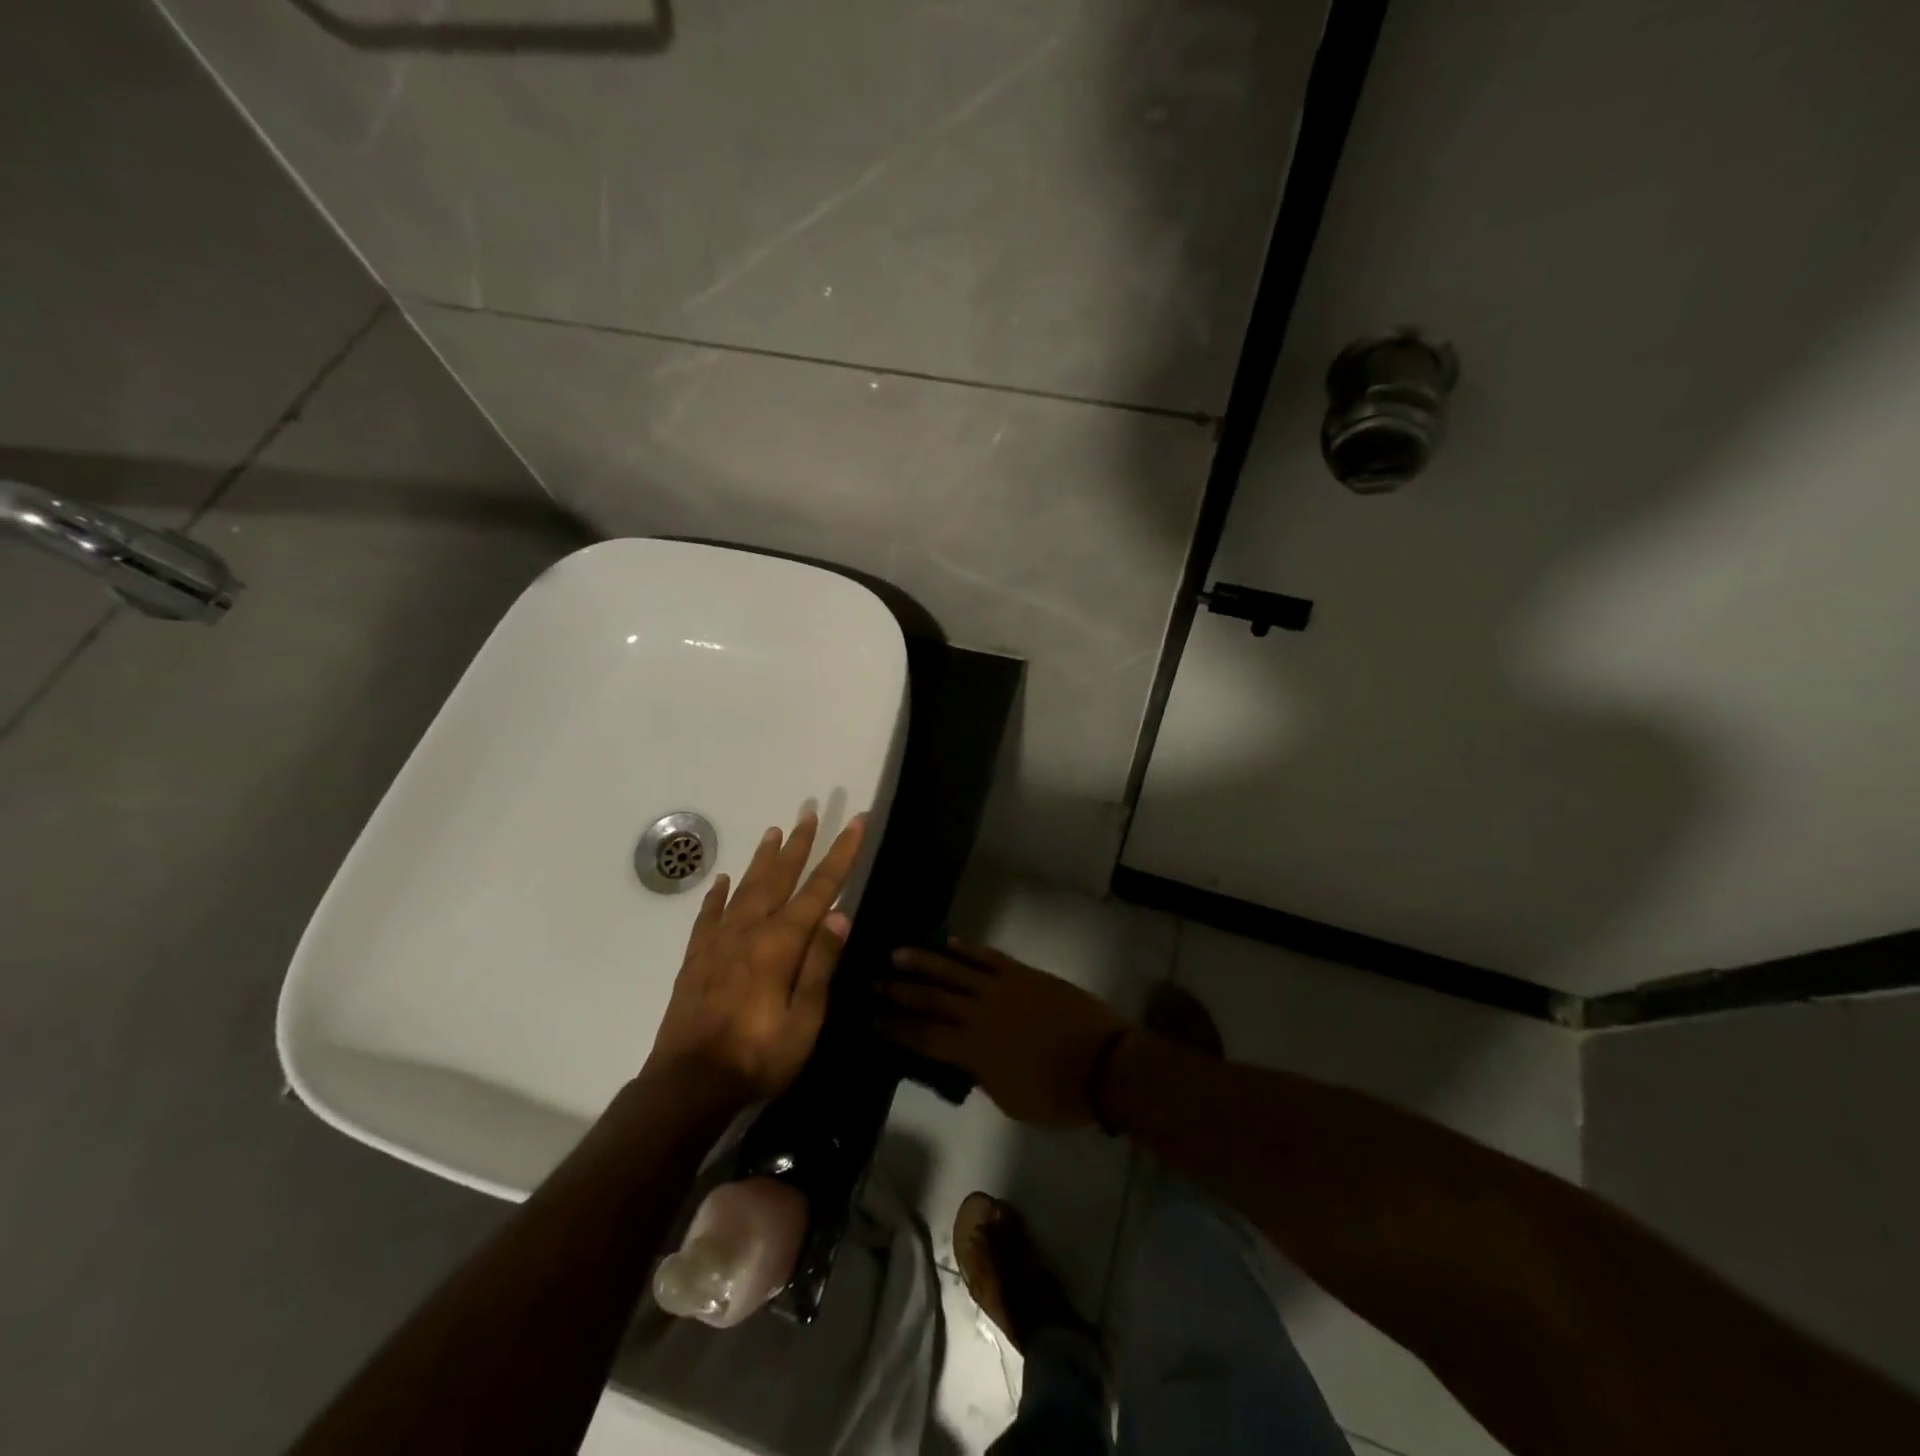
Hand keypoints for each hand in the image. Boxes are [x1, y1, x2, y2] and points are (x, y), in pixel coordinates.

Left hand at [646, 811, 866, 1105]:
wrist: (688, 1084)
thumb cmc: (758, 1056)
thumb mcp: (805, 1019)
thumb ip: (820, 964)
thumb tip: (840, 914)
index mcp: (781, 943)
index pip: (820, 888)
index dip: (841, 854)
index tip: (856, 822)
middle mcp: (750, 930)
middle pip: (780, 877)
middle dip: (799, 845)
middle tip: (809, 812)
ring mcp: (719, 941)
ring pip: (746, 887)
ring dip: (763, 859)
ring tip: (774, 831)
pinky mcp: (697, 957)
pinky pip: (709, 914)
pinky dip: (719, 894)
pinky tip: (723, 880)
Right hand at [877, 942, 1128, 1126]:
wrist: (1104, 1063)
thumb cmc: (1057, 1094)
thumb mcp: (1009, 1100)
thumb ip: (981, 1076)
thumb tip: (963, 1060)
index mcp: (973, 1050)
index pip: (923, 1036)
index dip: (895, 1027)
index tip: (870, 1018)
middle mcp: (979, 1013)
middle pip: (931, 998)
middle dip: (900, 991)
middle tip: (873, 981)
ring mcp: (1001, 988)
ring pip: (954, 970)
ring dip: (924, 961)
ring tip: (897, 953)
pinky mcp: (1023, 974)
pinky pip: (989, 957)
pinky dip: (967, 949)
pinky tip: (949, 942)